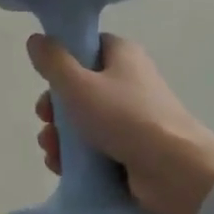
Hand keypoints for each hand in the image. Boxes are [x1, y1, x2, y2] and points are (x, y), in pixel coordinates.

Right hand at [28, 33, 213, 213]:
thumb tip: (35, 39)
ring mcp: (133, 117)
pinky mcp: (134, 149)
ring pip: (85, 119)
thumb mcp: (78, 84)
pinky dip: (78, 156)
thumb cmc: (125, 117)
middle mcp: (129, 80)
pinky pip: (97, 146)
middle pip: (79, 86)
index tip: (45, 80)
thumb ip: (52, 61)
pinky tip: (61, 166)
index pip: (85, 47)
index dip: (60, 61)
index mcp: (122, 54)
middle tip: (45, 120)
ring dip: (62, 135)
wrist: (178, 174)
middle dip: (55, 107)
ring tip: (51, 152)